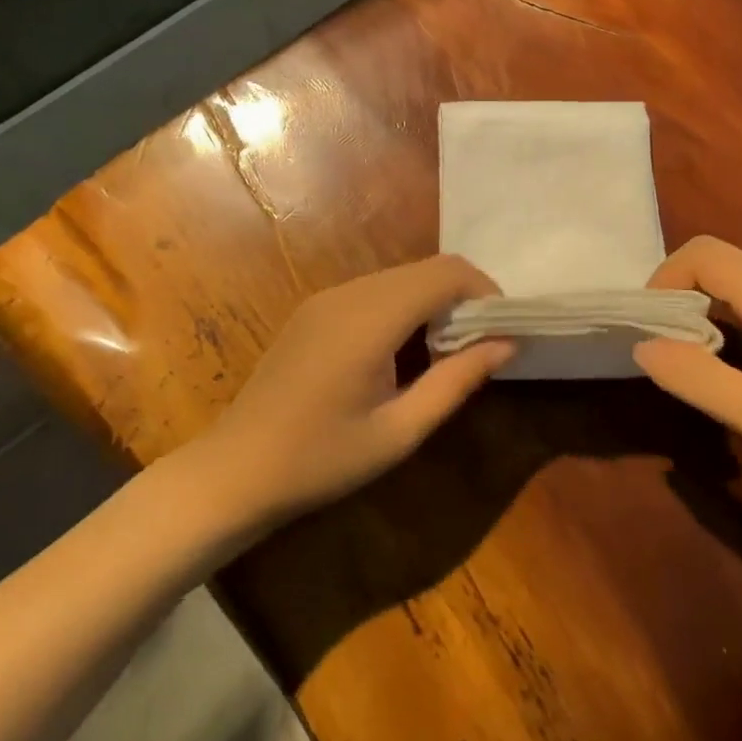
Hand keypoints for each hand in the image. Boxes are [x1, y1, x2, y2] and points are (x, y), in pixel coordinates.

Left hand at [196, 255, 513, 524]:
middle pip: (425, 269)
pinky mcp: (314, 310)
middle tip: (481, 345)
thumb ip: (457, 380)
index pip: (446, 273)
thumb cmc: (321, 460)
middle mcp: (349, 293)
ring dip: (435, 302)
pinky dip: (406, 307)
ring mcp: (326, 298)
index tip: (504, 329)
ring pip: (401, 277)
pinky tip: (404, 351)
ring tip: (447, 352)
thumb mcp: (400, 431)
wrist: (234, 471)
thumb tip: (507, 344)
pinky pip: (376, 291)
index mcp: (370, 319)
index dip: (485, 291)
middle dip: (464, 297)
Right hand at [633, 236, 741, 504]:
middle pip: (721, 264)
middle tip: (663, 347)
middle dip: (680, 294)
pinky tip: (739, 364)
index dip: (664, 277)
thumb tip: (645, 346)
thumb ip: (699, 379)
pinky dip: (733, 319)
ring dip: (706, 309)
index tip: (648, 324)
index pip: (704, 254)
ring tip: (693, 359)